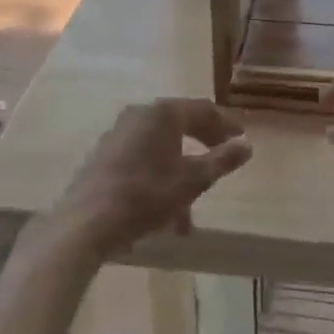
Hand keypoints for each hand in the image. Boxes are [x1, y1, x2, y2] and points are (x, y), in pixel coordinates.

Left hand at [54, 99, 250, 258]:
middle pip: (181, 125)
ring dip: (180, 172)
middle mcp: (140, 114)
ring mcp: (117, 133)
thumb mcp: (193, 180)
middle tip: (221, 162)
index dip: (225, 125)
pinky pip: (141, 159)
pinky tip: (163, 212)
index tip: (241, 141)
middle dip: (203, 147)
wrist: (86, 222)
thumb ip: (222, 160)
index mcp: (164, 113)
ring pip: (160, 148)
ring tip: (190, 211)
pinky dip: (158, 177)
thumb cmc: (146, 195)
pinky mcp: (103, 155)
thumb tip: (247, 145)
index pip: (203, 110)